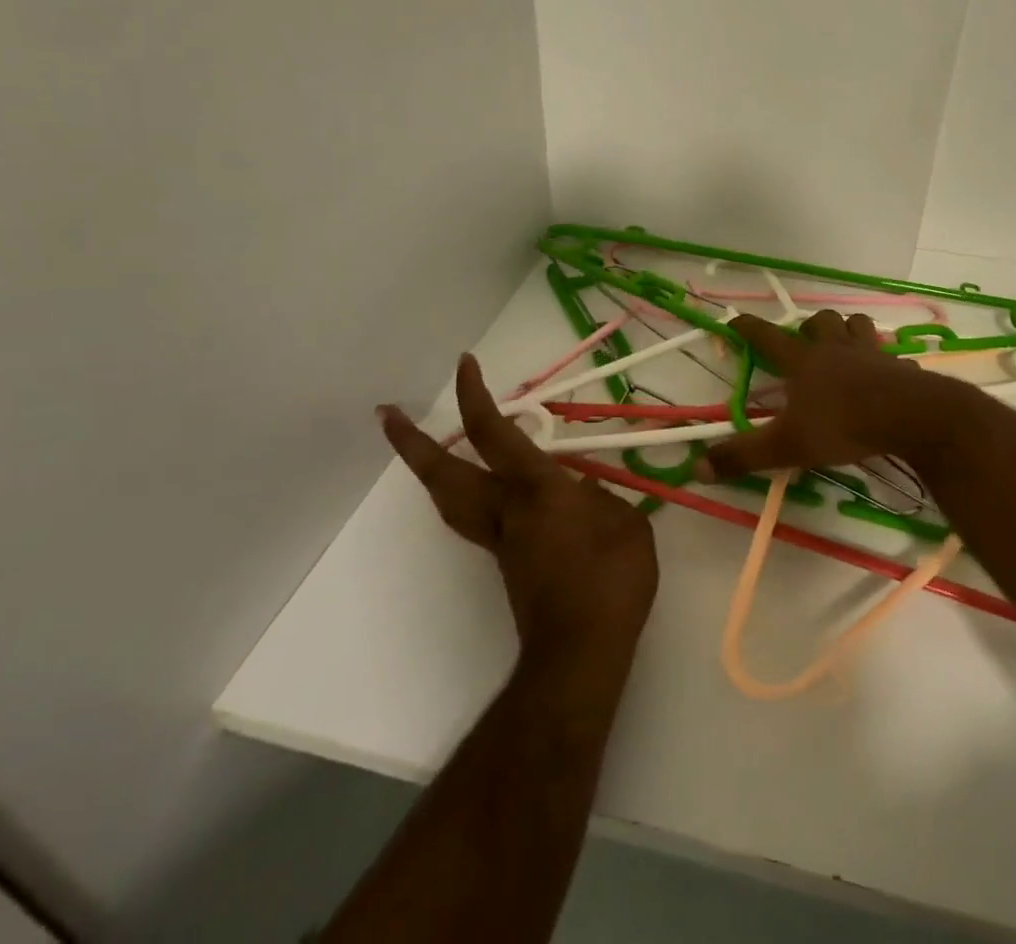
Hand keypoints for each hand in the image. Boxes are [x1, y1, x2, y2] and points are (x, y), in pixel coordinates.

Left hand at [378, 356, 658, 662]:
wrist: (581, 652)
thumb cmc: (610, 582)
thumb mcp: (627, 527)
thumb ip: (604, 501)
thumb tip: (586, 492)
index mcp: (536, 490)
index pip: (496, 433)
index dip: (475, 396)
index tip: (465, 364)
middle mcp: (505, 510)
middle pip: (445, 472)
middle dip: (412, 442)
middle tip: (388, 414)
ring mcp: (500, 540)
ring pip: (451, 498)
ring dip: (431, 468)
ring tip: (424, 446)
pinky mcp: (507, 563)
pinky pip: (479, 518)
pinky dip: (473, 493)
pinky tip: (503, 490)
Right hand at [698, 311, 977, 481]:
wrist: (910, 417)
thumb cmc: (842, 425)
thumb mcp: (786, 446)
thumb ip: (743, 456)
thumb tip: (696, 467)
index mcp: (804, 362)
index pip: (768, 337)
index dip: (749, 327)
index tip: (735, 318)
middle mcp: (836, 349)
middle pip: (820, 320)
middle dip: (809, 325)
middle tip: (804, 340)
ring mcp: (871, 354)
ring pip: (857, 324)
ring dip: (848, 329)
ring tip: (844, 344)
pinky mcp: (901, 367)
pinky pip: (891, 355)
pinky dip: (884, 360)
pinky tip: (885, 375)